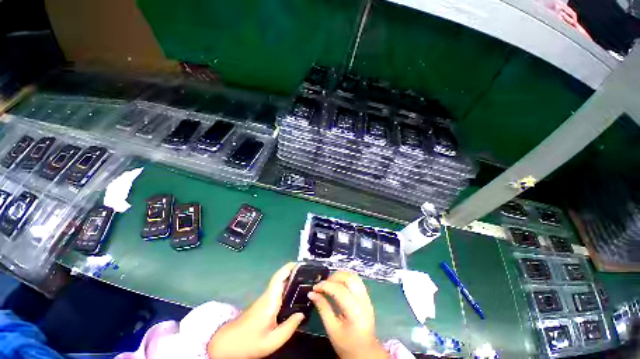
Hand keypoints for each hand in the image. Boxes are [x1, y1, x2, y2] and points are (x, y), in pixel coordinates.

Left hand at [207, 263, 303, 358]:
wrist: (227, 344)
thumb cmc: (249, 342)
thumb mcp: (272, 341)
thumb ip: (289, 328)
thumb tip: (302, 314)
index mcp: (270, 301)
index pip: (279, 278)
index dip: (289, 267)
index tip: (300, 263)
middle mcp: (268, 296)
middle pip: (281, 278)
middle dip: (293, 271)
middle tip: (308, 273)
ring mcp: (264, 299)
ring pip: (279, 283)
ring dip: (291, 278)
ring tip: (306, 281)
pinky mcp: (263, 303)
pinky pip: (277, 290)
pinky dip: (287, 287)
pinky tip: (295, 294)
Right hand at [309, 271, 387, 358]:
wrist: (366, 352)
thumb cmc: (347, 344)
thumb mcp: (332, 329)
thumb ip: (323, 308)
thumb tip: (312, 293)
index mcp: (355, 311)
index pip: (339, 290)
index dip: (325, 285)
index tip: (315, 287)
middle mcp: (363, 300)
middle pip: (349, 278)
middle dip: (333, 277)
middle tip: (323, 285)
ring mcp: (367, 297)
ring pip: (354, 276)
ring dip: (340, 275)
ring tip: (330, 283)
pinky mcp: (367, 297)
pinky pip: (356, 281)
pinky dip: (346, 278)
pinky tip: (338, 284)